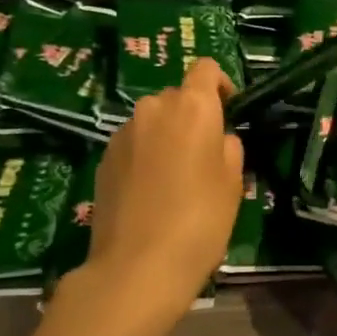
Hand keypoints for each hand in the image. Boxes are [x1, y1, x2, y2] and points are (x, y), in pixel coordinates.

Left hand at [74, 59, 243, 335]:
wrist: (137, 266)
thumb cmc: (200, 220)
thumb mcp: (233, 183)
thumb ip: (229, 148)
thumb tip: (218, 139)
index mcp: (192, 106)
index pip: (206, 69)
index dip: (220, 85)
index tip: (229, 112)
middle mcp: (153, 108)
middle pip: (177, 97)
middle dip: (192, 116)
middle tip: (204, 156)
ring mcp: (123, 133)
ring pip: (153, 122)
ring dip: (166, 137)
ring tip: (176, 178)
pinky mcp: (103, 159)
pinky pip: (133, 144)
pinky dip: (145, 156)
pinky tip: (150, 193)